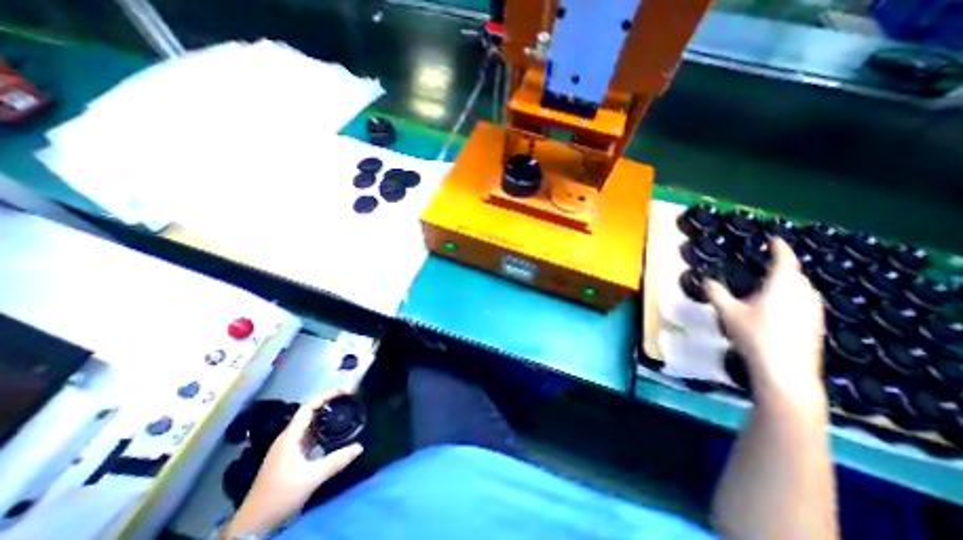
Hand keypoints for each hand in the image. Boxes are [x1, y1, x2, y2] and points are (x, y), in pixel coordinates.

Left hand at [224, 392, 367, 536]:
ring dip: (324, 418)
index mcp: (290, 437)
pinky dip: (320, 431)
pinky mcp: (289, 458)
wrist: (253, 524)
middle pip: (308, 414)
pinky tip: (332, 434)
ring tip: (343, 413)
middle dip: (327, 405)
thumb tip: (360, 446)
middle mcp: (287, 438)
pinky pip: (307, 437)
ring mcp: (287, 448)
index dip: (325, 397)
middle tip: (346, 401)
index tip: (343, 392)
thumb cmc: (281, 494)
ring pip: (308, 426)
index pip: (308, 408)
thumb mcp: (312, 477)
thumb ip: (337, 460)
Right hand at [704, 237, 827, 405]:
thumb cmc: (755, 335)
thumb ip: (716, 293)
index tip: (774, 239)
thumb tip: (705, 279)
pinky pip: (805, 300)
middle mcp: (803, 294)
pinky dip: (793, 295)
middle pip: (796, 273)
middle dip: (783, 265)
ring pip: (802, 288)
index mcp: (783, 286)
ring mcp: (813, 310)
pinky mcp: (815, 324)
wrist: (785, 370)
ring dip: (788, 281)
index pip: (785, 260)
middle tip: (767, 262)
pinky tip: (779, 307)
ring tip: (771, 283)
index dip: (780, 248)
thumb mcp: (727, 312)